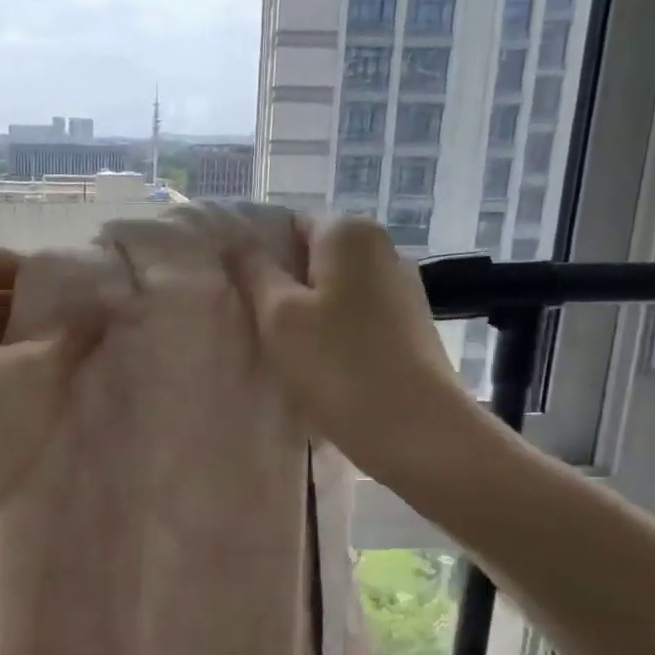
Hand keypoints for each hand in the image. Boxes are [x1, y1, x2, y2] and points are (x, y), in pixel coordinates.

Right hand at [225, 215, 480, 495]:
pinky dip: (334, 330)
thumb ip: (254, 271)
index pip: (288, 224)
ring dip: (307, 311)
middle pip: (314, 256)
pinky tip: (321, 363)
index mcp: (348, 232)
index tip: (239, 292)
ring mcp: (401, 286)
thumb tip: (237, 242)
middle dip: (282, 284)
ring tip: (284, 349)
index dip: (259, 254)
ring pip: (335, 288)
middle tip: (254, 323)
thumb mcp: (279, 316)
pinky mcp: (409, 323)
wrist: (417, 429)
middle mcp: (381, 248)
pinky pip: (356, 313)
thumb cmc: (338, 365)